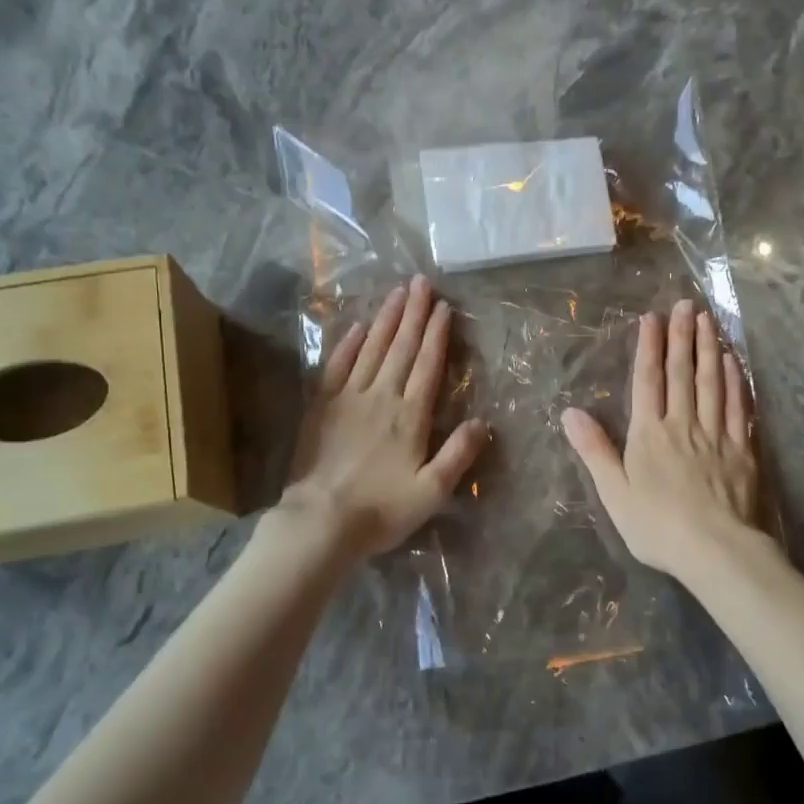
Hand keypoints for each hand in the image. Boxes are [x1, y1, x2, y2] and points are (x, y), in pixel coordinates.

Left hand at [281, 276, 490, 558]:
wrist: (320, 521)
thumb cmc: (381, 510)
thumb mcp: (432, 492)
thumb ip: (458, 455)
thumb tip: (483, 422)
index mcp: (411, 416)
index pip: (427, 365)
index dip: (437, 334)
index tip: (443, 307)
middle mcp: (382, 398)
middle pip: (401, 348)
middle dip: (414, 314)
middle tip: (421, 282)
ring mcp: (349, 399)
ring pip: (372, 349)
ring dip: (386, 320)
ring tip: (397, 293)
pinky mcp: (322, 407)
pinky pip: (337, 366)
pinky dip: (349, 344)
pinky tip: (358, 327)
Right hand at [561, 299, 761, 583]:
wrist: (714, 550)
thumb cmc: (656, 525)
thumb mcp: (613, 492)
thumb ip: (594, 449)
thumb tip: (570, 412)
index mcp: (649, 433)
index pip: (648, 380)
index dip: (650, 347)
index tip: (652, 318)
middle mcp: (683, 424)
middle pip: (682, 373)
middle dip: (683, 336)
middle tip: (686, 304)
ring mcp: (716, 435)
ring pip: (712, 383)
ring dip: (709, 349)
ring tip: (709, 321)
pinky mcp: (742, 450)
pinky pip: (739, 407)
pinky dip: (735, 382)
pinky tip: (734, 363)